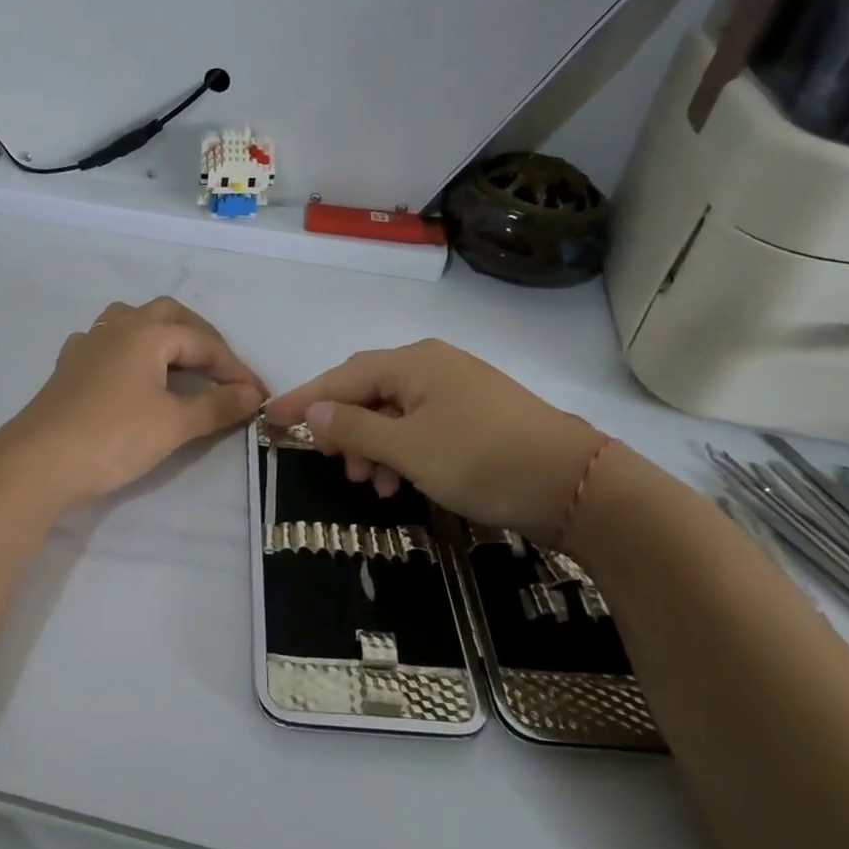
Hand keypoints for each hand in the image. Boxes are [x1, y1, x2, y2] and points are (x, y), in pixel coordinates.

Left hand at [2, 297, 266, 507]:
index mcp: (146, 333)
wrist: (38, 462)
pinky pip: (106, 342)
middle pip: (168, 315)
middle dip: (201, 337)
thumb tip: (251, 395)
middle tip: (221, 369)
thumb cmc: (112, 437)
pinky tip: (130, 373)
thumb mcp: (174, 424)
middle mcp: (117, 328)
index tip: (257, 396)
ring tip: (178, 361)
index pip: (203, 342)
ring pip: (131, 321)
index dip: (235, 368)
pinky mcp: (68, 367)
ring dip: (161, 334)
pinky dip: (130, 350)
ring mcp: (87, 345)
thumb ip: (216, 406)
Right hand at [264, 339, 603, 541]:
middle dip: (344, 428)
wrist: (577, 485)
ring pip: (395, 413)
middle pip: (368, 392)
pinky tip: (402, 481)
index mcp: (413, 363)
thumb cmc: (481, 459)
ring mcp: (459, 390)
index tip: (271, 418)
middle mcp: (433, 366)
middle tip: (330, 463)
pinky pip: (422, 426)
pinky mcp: (478, 416)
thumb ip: (354, 429)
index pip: (342, 377)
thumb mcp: (407, 449)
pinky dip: (402, 452)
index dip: (305, 399)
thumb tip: (314, 412)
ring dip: (373, 446)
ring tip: (370, 484)